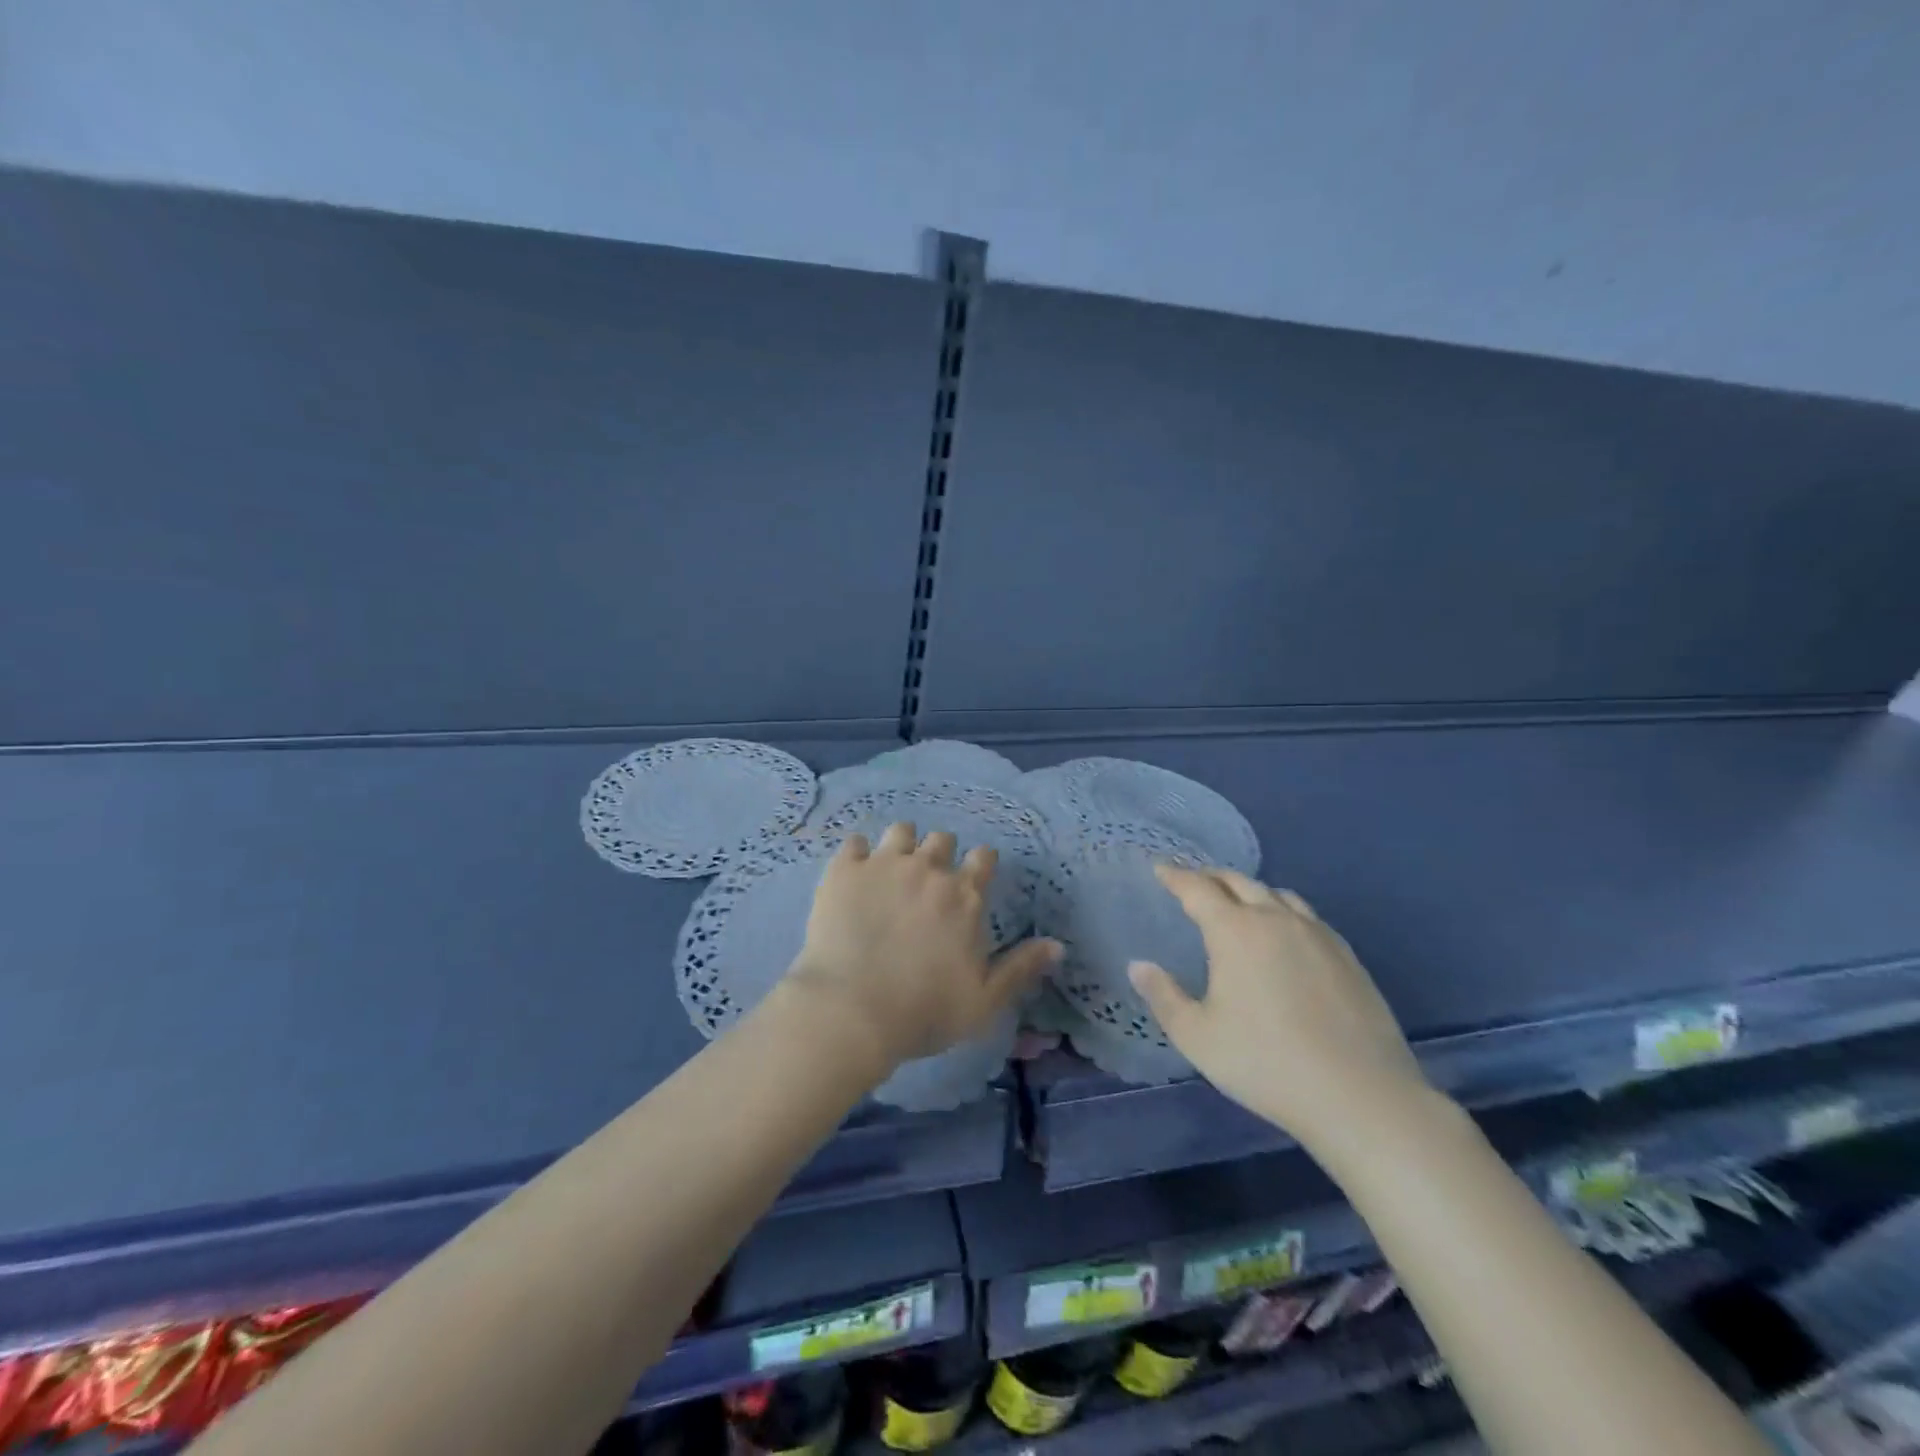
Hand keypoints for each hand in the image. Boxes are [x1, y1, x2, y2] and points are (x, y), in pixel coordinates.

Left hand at [786, 822, 1060, 1070]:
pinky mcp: (844, 869)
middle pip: (942, 839)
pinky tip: (854, 875)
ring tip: (891, 871)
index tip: (971, 880)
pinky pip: (854, 842)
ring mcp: (884, 864)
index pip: (983, 858)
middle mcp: (928, 869)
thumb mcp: (985, 1000)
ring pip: (900, 831)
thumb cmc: (925, 1011)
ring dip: (901, 846)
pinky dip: (857, 855)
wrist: (852, 1010)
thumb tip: (1058, 944)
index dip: (980, 865)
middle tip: (927, 883)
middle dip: (939, 854)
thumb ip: (1021, 967)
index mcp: (965, 896)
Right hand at [1129, 867, 1430, 1150]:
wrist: (1360, 1096)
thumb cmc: (1265, 1063)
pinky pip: (1306, 915)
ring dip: (1249, 890)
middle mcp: (1276, 919)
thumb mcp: (1197, 1037)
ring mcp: (1317, 934)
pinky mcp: (1347, 955)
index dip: (1175, 876)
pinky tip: (1285, 932)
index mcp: (1235, 931)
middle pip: (1238, 882)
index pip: (1197, 889)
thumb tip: (1138, 965)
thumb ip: (1164, 996)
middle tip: (1193, 881)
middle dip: (1211, 876)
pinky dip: (1283, 909)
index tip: (1160, 868)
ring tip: (1238, 901)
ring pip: (1277, 894)